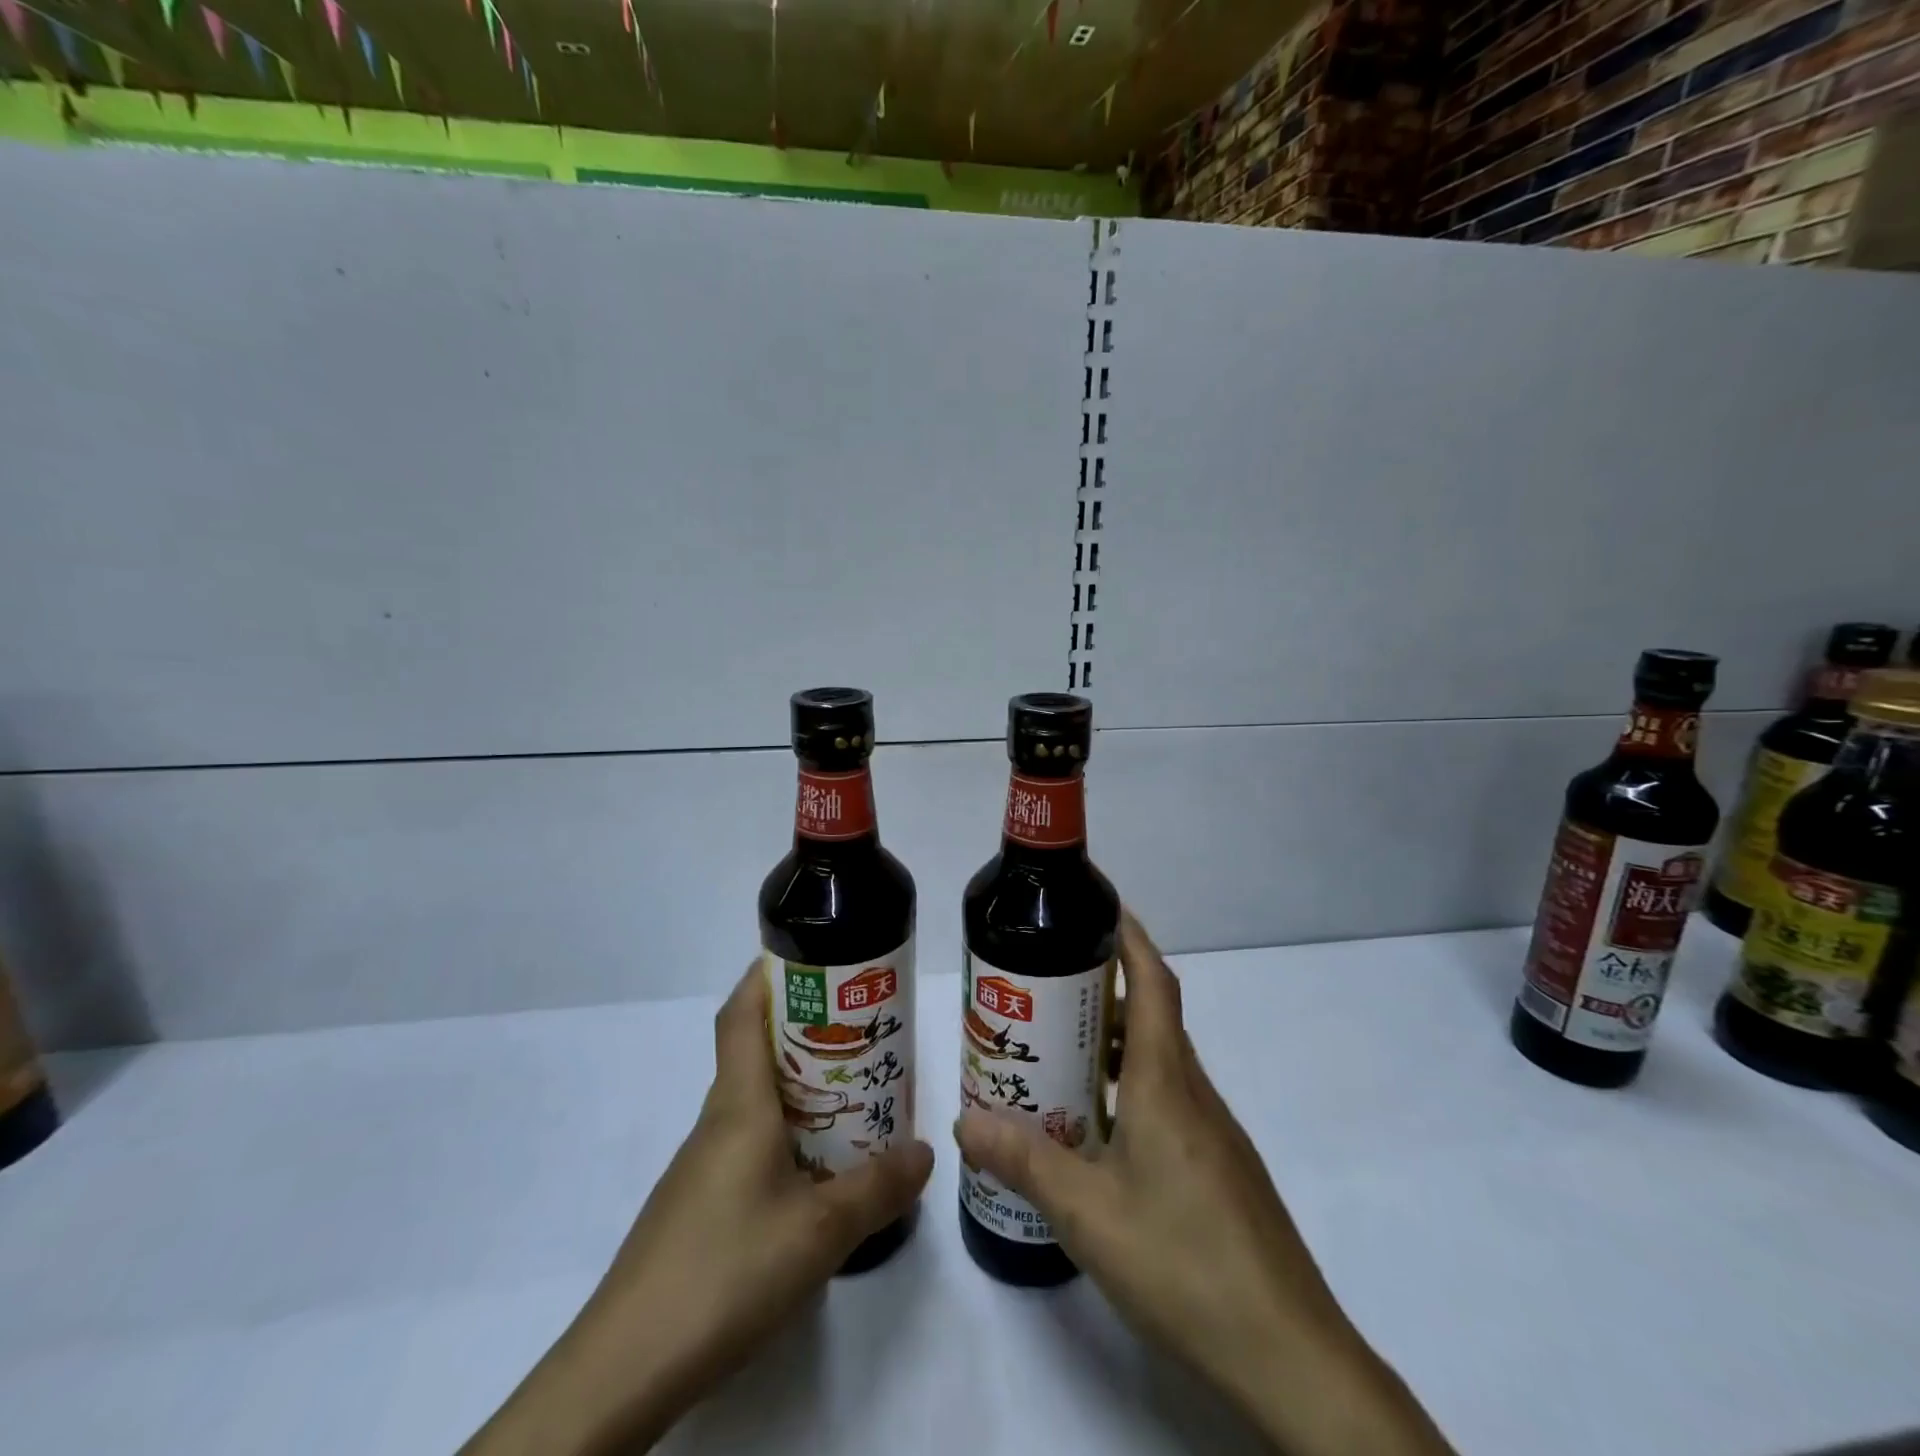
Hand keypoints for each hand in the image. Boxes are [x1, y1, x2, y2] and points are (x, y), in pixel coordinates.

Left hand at [463, 960, 933, 1455]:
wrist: (624, 1369)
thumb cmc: (725, 1271)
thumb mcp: (820, 1231)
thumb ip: (878, 1188)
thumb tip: (925, 1152)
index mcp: (739, 1105)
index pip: (742, 1015)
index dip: (767, 975)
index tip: (812, 957)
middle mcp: (717, 1122)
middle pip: (753, 1051)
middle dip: (803, 1027)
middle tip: (858, 1027)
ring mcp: (702, 1166)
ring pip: (753, 1100)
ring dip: (798, 1084)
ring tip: (853, 1090)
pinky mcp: (698, 1205)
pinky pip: (748, 1142)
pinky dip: (784, 1131)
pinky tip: (816, 1168)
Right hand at [956, 911, 1451, 1455]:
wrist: (1289, 1355)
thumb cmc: (1184, 1261)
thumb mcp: (1087, 1213)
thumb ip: (1025, 1161)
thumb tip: (965, 1121)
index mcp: (1165, 1083)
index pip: (1154, 983)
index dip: (1130, 937)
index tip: (1099, 907)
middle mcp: (1193, 1093)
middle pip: (1152, 1017)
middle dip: (1103, 990)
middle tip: (1045, 989)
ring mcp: (1213, 1133)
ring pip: (1159, 1063)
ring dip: (1113, 1045)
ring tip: (1058, 1054)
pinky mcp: (1220, 1168)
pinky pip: (1169, 1101)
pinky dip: (1129, 1089)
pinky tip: (1098, 1130)